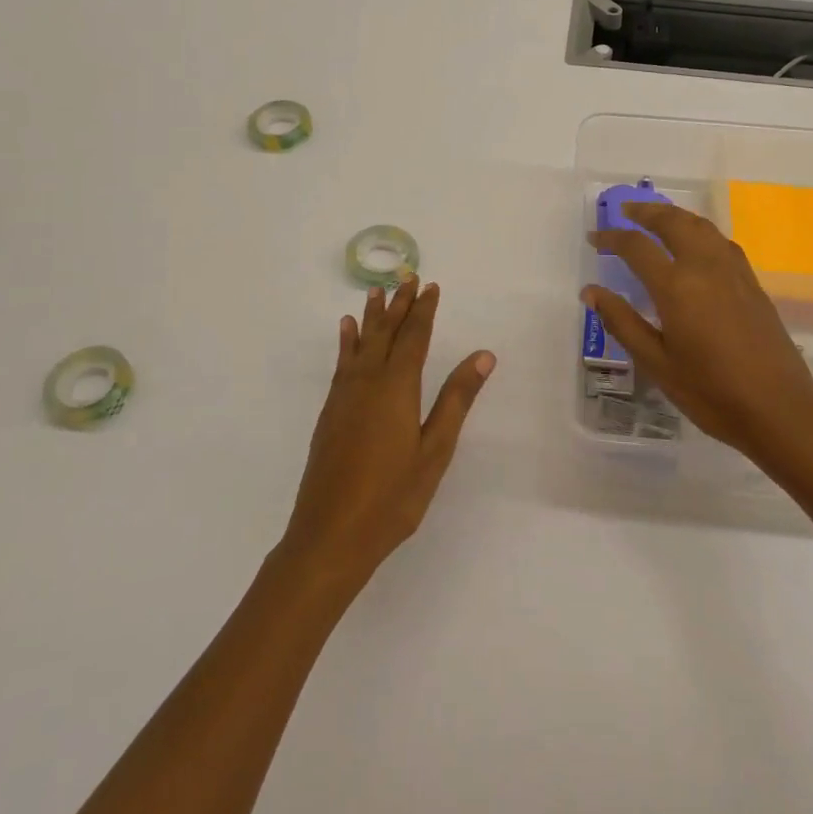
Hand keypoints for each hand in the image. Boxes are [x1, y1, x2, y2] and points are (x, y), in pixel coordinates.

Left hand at [281, 278, 494, 587]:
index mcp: (397, 388)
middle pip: (385, 334)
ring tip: (375, 292)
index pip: (414, 337)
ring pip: (360, 344)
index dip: (423, 310)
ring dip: (371, 317)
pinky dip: (346, 342)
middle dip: (398, 305)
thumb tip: (482, 355)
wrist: (330, 535)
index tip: (430, 286)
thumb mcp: (435, 450)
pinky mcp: (330, 413)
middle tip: (405, 277)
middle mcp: (367, 382)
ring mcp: (344, 397)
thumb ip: (457, 399)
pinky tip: (346, 332)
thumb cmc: (392, 497)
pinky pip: (341, 363)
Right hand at [584, 200, 812, 472]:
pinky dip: (700, 230)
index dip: (611, 238)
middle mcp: (706, 267)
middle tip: (624, 210)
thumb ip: (622, 322)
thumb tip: (591, 292)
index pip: (637, 247)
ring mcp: (734, 273)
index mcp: (677, 286)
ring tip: (657, 219)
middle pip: (673, 222)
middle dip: (646, 212)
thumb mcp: (656, 363)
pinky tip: (696, 244)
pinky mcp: (752, 284)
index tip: (593, 238)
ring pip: (702, 226)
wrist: (780, 410)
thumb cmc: (710, 392)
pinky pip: (721, 242)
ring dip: (675, 216)